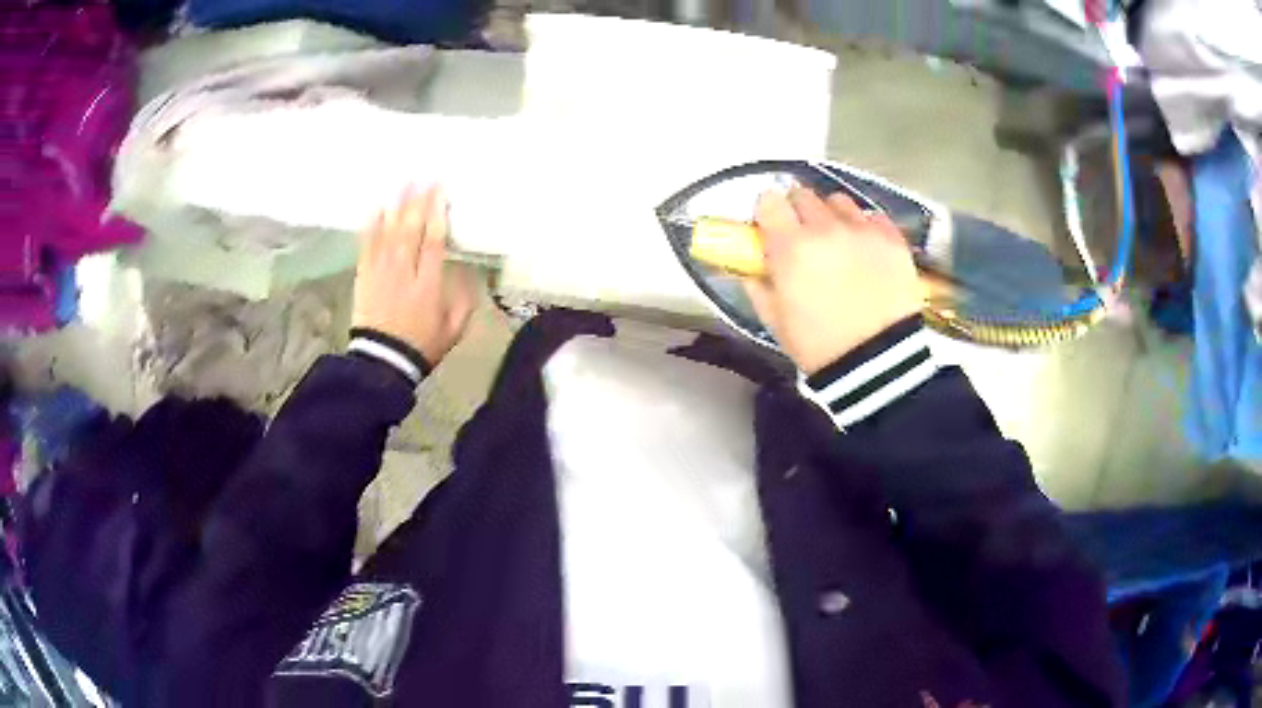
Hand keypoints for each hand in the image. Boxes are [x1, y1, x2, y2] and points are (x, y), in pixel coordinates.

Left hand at [352, 186, 476, 367]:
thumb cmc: (421, 346)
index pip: (433, 242)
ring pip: (389, 232)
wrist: (382, 362)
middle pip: (410, 230)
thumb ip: (463, 301)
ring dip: (396, 206)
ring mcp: (381, 273)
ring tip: (403, 183)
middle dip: (417, 202)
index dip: (437, 214)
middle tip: (423, 178)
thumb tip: (469, 273)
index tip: (441, 192)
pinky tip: (376, 209)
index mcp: (428, 285)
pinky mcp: (364, 276)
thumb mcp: (453, 330)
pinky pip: (367, 245)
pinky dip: (371, 226)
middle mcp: (404, 272)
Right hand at [743, 187, 923, 374]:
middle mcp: (825, 228)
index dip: (768, 212)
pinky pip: (873, 217)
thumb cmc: (820, 347)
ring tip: (839, 241)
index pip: (769, 200)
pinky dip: (865, 227)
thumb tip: (749, 267)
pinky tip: (866, 250)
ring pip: (839, 201)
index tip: (771, 226)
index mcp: (790, 247)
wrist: (878, 363)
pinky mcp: (892, 239)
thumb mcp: (776, 320)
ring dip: (833, 216)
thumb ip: (757, 285)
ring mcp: (862, 230)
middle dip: (799, 211)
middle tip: (803, 237)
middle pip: (804, 195)